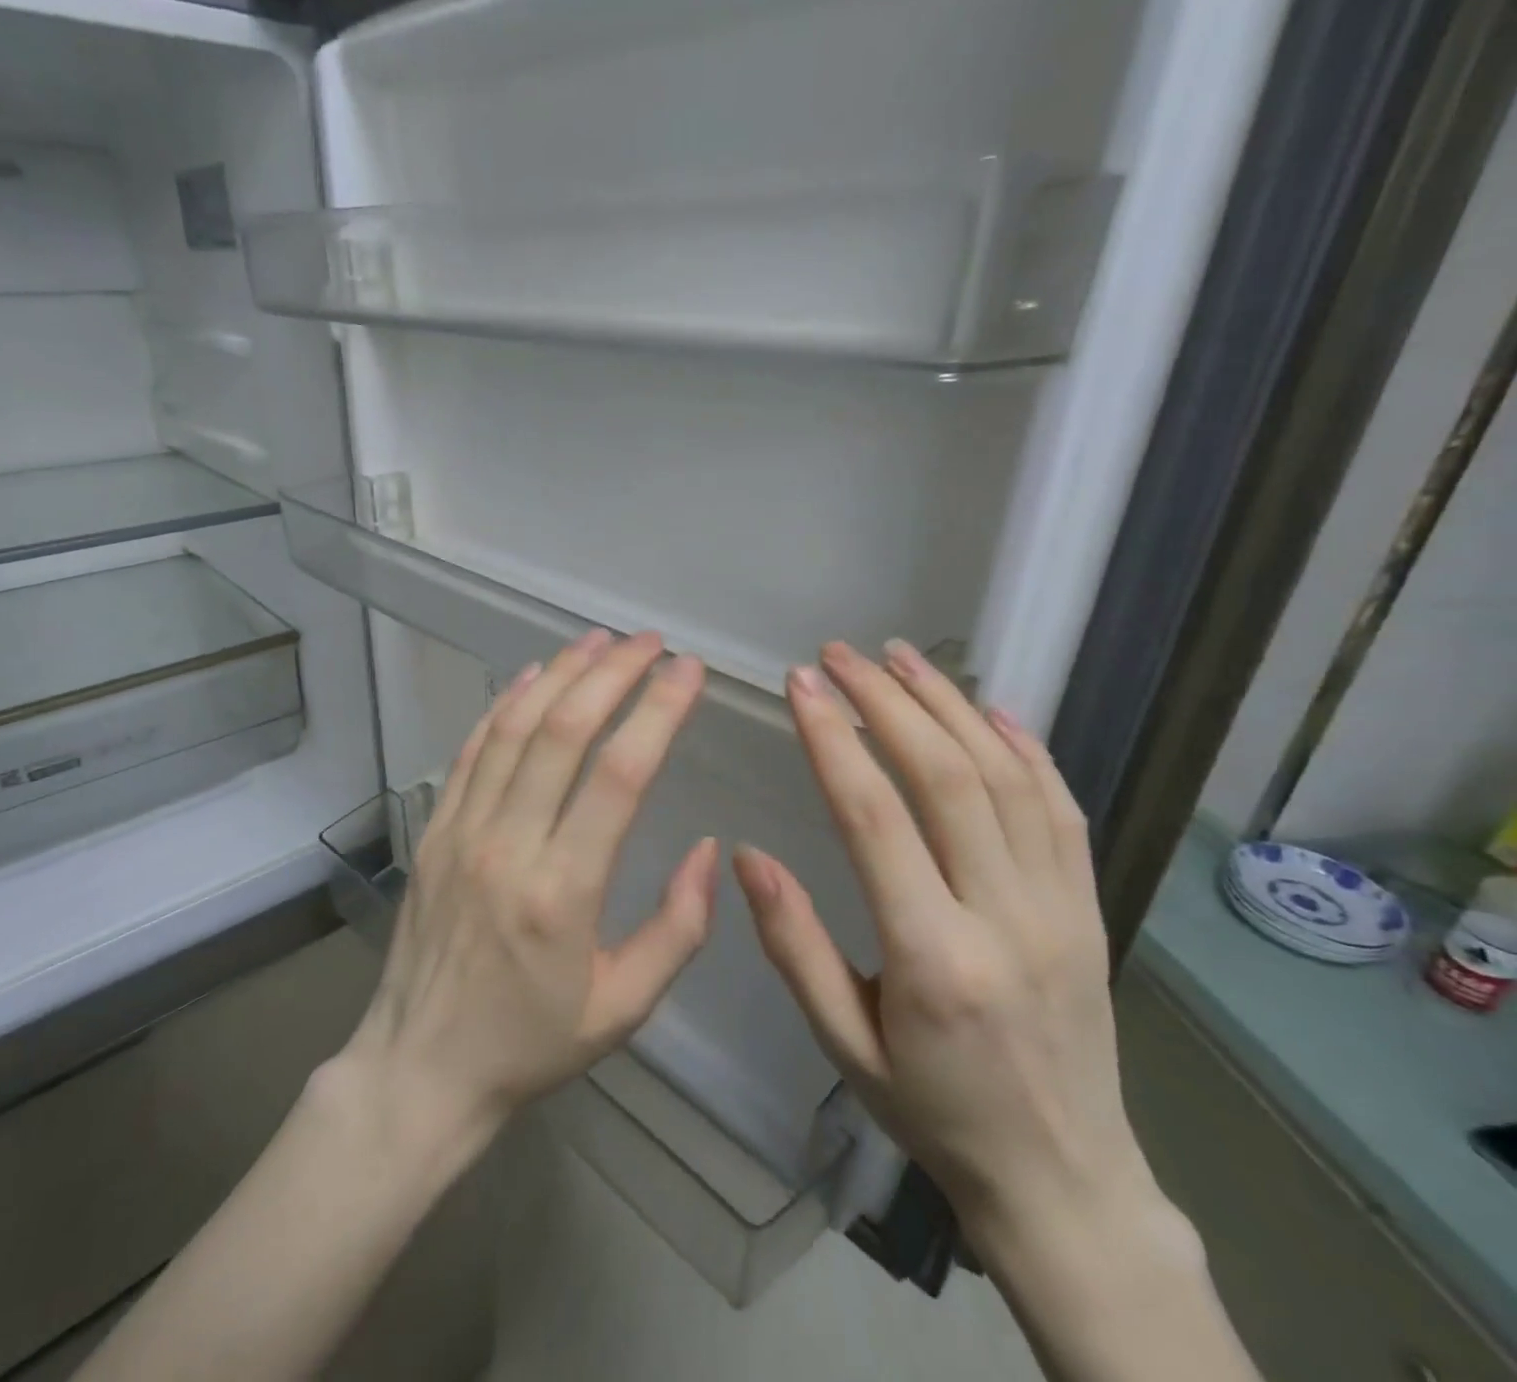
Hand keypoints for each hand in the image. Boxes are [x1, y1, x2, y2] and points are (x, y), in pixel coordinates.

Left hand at [339, 629, 717, 1147]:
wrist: (419, 1068)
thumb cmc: (529, 1044)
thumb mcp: (623, 1008)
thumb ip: (679, 928)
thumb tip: (710, 848)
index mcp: (564, 892)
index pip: (620, 774)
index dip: (658, 711)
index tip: (688, 671)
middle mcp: (508, 846)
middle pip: (563, 732)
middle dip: (612, 673)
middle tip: (650, 642)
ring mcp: (460, 831)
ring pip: (512, 728)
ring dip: (559, 675)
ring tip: (598, 641)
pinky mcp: (432, 831)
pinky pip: (470, 751)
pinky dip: (502, 705)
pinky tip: (531, 676)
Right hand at [733, 639, 1156, 1252]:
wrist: (1066, 1180)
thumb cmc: (933, 1111)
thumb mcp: (842, 1042)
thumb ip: (795, 945)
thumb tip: (746, 855)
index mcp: (933, 956)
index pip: (874, 818)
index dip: (834, 738)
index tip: (802, 683)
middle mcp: (1005, 917)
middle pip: (947, 777)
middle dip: (886, 701)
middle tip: (839, 654)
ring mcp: (1059, 907)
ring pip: (1008, 777)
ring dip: (950, 704)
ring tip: (901, 657)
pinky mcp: (1088, 907)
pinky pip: (1061, 809)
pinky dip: (1024, 745)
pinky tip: (988, 706)